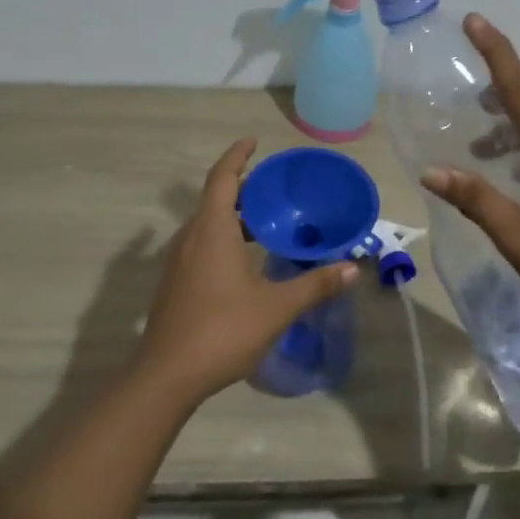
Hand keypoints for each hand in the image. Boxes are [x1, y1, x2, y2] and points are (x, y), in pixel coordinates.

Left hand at [137, 138, 358, 402]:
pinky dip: (222, 237)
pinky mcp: (175, 283)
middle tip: (274, 189)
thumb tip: (353, 268)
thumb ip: (315, 285)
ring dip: (232, 216)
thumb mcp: (276, 308)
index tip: (254, 142)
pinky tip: (244, 261)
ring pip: (206, 224)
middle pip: (214, 199)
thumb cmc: (222, 331)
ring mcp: (178, 261)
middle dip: (242, 188)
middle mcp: (191, 237)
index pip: (222, 178)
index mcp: (212, 231)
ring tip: (265, 223)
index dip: (237, 156)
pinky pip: (200, 244)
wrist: (166, 376)